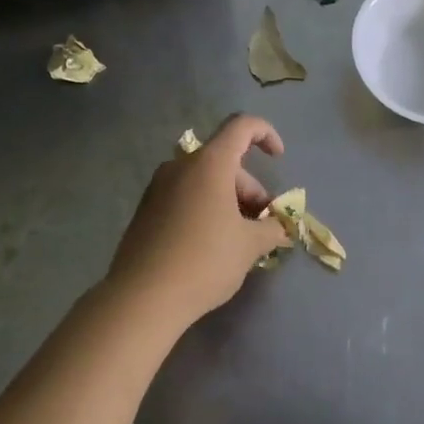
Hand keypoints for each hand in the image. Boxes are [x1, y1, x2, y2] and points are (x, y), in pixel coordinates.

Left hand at [105, 114, 293, 326]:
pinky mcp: (146, 210)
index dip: (265, 134)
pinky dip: (205, 209)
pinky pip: (185, 197)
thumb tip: (280, 228)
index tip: (279, 158)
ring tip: (240, 239)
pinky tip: (212, 244)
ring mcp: (158, 187)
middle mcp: (180, 166)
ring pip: (204, 181)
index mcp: (209, 164)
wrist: (143, 296)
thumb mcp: (249, 246)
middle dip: (250, 188)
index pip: (241, 126)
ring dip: (229, 201)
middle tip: (263, 225)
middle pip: (224, 161)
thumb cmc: (205, 261)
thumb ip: (271, 229)